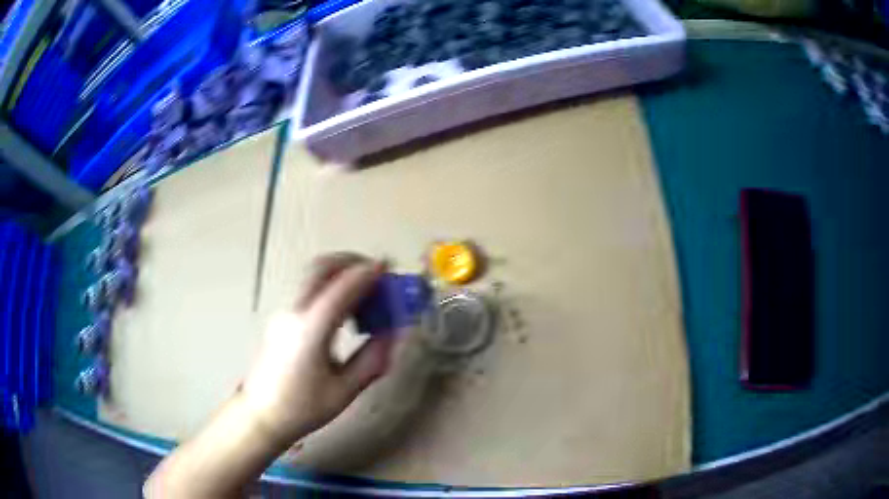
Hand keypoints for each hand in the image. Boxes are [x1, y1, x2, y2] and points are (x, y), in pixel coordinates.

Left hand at [241, 253, 395, 445]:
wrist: (261, 415)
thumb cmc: (303, 408)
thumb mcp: (344, 390)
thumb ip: (371, 359)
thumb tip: (393, 333)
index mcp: (311, 330)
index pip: (341, 289)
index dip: (367, 273)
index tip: (388, 265)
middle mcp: (294, 313)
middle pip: (320, 268)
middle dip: (350, 262)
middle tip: (375, 272)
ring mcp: (284, 314)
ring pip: (313, 279)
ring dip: (340, 276)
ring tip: (365, 298)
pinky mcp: (281, 321)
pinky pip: (309, 293)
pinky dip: (330, 290)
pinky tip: (344, 316)